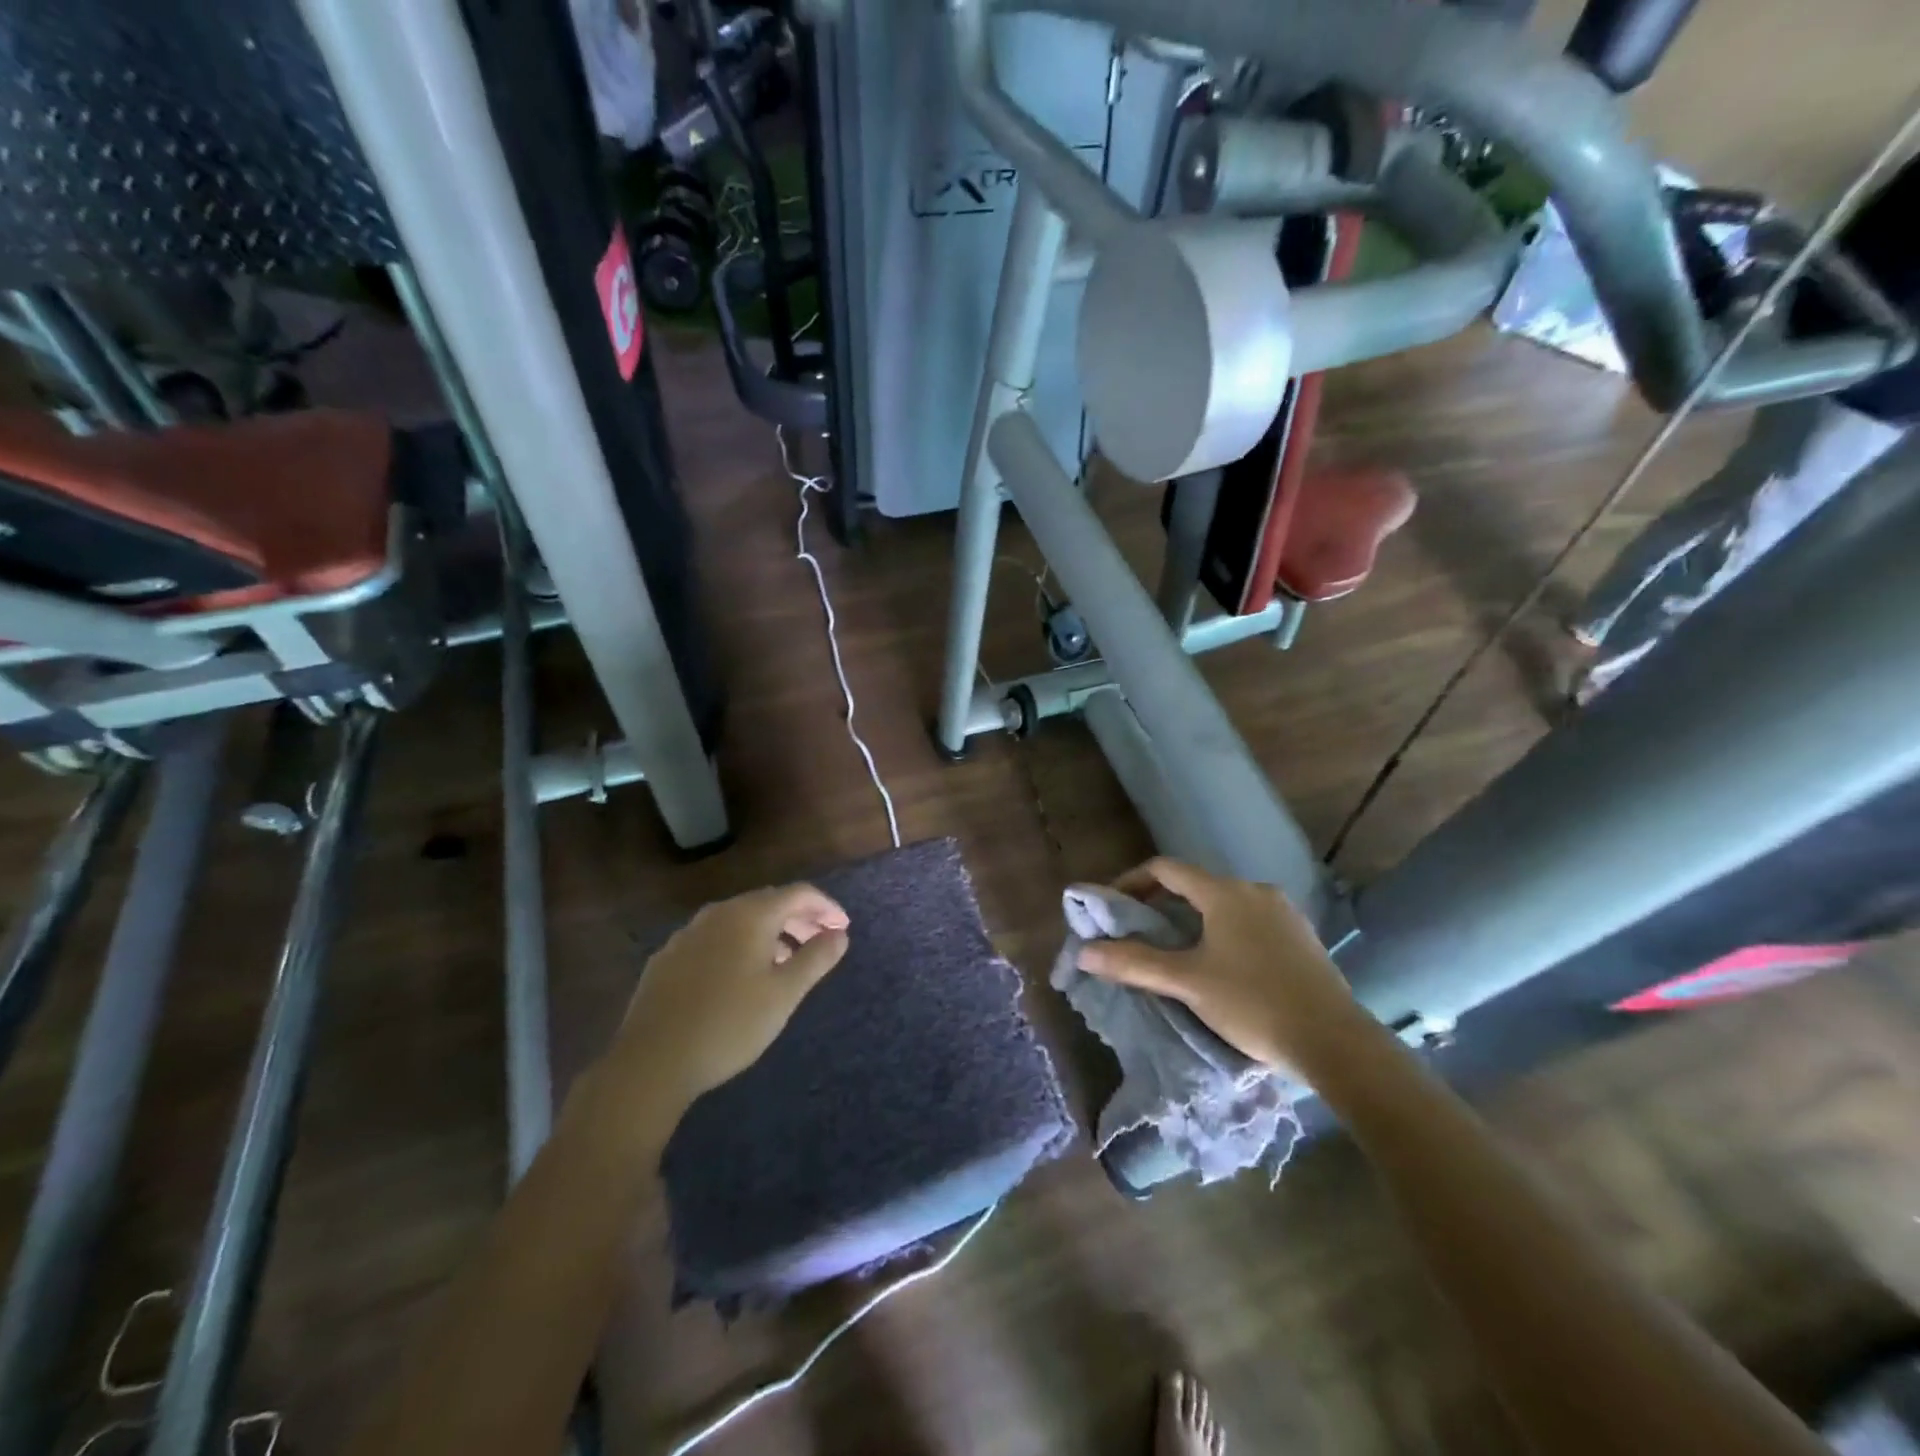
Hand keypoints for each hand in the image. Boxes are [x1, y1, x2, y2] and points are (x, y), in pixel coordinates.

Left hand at [611, 883, 850, 1107]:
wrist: (651, 1061)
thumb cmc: (729, 1024)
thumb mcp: (784, 995)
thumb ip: (816, 959)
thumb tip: (839, 934)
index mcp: (750, 915)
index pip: (798, 893)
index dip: (826, 906)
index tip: (843, 928)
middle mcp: (718, 913)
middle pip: (768, 902)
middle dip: (799, 917)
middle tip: (820, 942)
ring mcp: (688, 934)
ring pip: (739, 920)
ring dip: (769, 932)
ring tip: (785, 961)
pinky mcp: (667, 958)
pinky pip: (714, 938)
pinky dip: (738, 945)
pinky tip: (740, 977)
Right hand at [1075, 859, 1361, 1072]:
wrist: (1336, 1042)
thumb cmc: (1253, 1004)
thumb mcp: (1188, 983)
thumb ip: (1134, 964)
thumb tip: (1084, 953)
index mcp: (1225, 892)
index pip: (1166, 869)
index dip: (1133, 881)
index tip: (1113, 906)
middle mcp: (1255, 891)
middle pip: (1196, 885)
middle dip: (1162, 904)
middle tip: (1139, 933)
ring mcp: (1284, 912)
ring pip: (1224, 904)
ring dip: (1194, 919)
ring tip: (1176, 951)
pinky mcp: (1301, 936)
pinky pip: (1250, 921)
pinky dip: (1224, 931)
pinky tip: (1223, 964)